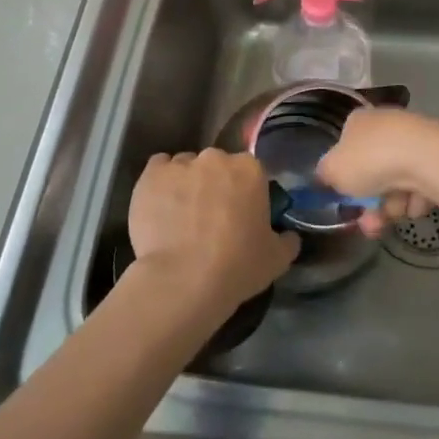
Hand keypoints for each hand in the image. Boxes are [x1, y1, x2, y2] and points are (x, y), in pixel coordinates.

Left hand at [127, 149, 298, 311]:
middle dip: (215, 184)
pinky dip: (159, 183)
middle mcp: (216, 158)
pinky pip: (157, 170)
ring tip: (180, 216)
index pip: (250, 172)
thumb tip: (288, 236)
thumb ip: (286, 240)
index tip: (240, 214)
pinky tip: (159, 206)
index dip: (245, 193)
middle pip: (217, 165)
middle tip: (211, 217)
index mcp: (251, 170)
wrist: (182, 280)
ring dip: (186, 183)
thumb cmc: (236, 266)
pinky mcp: (150, 176)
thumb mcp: (277, 259)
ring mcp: (181, 164)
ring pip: (186, 167)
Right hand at [317, 107, 438, 236]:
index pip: (346, 148)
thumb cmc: (371, 160)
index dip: (344, 176)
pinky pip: (419, 187)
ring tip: (396, 213)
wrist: (427, 159)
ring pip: (395, 185)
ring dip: (392, 206)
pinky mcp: (438, 158)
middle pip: (372, 173)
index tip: (346, 198)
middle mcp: (386, 125)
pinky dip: (415, 199)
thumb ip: (324, 174)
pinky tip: (416, 201)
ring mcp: (414, 141)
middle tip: (370, 223)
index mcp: (358, 121)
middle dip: (370, 203)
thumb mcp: (333, 169)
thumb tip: (326, 175)